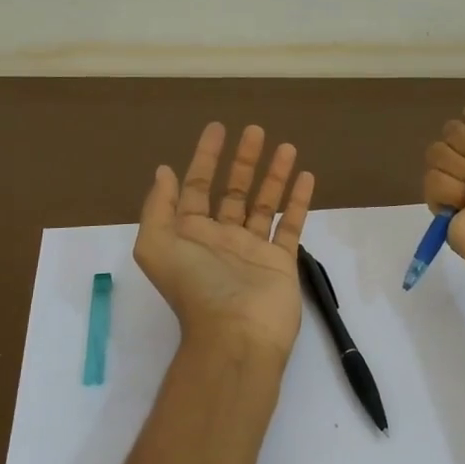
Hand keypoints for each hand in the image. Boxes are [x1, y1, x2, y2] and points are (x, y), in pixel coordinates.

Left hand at [135, 121, 315, 367]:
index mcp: (191, 234)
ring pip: (266, 204)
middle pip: (234, 190)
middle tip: (255, 130)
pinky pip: (291, 225)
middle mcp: (222, 238)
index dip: (205, 157)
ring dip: (274, 175)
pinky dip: (299, 202)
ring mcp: (253, 249)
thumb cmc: (196, 287)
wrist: (236, 334)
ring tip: (287, 146)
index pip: (198, 187)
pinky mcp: (280, 261)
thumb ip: (159, 207)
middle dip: (243, 160)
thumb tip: (164, 172)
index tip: (218, 129)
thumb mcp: (157, 245)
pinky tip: (307, 177)